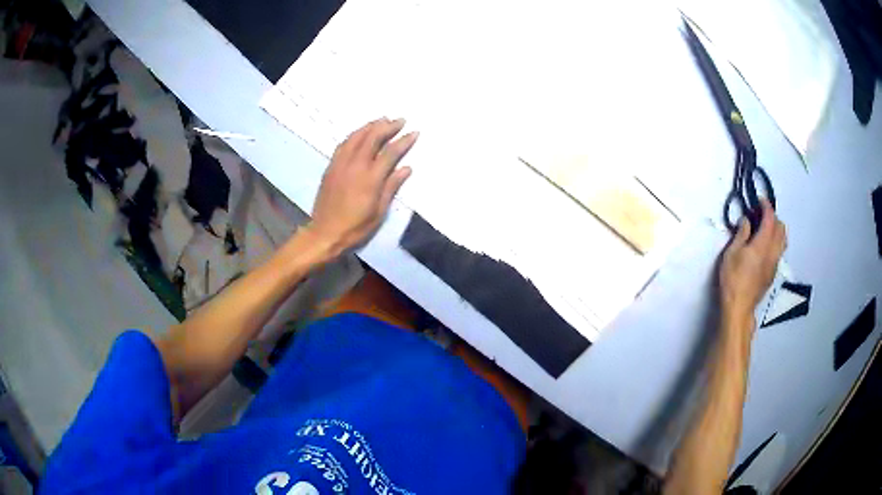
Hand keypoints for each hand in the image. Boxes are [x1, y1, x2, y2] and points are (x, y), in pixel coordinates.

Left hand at [309, 118, 417, 252]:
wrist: (325, 233)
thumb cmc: (356, 227)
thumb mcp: (379, 211)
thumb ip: (391, 186)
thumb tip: (406, 168)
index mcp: (370, 178)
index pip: (390, 152)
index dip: (403, 141)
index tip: (414, 132)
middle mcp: (355, 165)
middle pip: (372, 137)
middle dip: (388, 126)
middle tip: (400, 120)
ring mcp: (341, 164)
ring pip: (356, 136)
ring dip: (370, 126)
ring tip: (382, 120)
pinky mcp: (331, 167)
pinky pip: (343, 144)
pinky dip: (355, 135)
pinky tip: (360, 133)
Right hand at [719, 199, 786, 322]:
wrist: (739, 308)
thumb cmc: (733, 279)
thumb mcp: (731, 253)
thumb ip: (741, 234)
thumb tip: (746, 220)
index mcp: (763, 244)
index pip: (770, 219)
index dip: (766, 206)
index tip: (759, 200)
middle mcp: (773, 252)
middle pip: (781, 228)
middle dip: (773, 217)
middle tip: (760, 215)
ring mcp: (774, 263)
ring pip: (783, 240)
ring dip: (777, 230)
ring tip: (765, 230)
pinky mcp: (773, 273)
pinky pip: (779, 251)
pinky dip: (775, 242)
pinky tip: (764, 247)